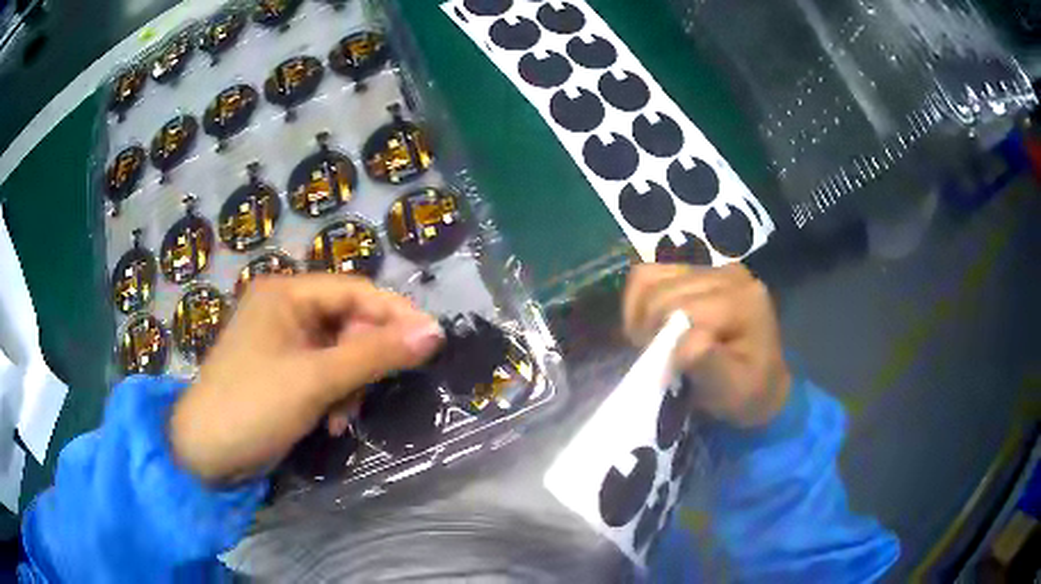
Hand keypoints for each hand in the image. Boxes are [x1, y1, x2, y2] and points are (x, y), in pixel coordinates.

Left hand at [169, 275, 444, 483]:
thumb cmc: (253, 405)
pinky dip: (333, 396)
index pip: (354, 291)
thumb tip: (434, 332)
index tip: (431, 341)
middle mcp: (284, 309)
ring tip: (341, 418)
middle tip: (373, 392)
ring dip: (349, 385)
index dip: (395, 314)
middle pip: (347, 322)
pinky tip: (329, 422)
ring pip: (339, 353)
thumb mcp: (316, 380)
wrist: (205, 454)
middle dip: (363, 361)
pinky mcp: (281, 370)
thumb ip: (375, 355)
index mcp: (286, 293)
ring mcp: (281, 341)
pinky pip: (323, 373)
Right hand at [623, 263, 790, 427]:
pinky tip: (649, 327)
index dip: (662, 341)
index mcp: (744, 300)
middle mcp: (728, 274)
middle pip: (662, 293)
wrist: (760, 382)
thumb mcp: (735, 392)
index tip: (667, 372)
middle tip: (660, 362)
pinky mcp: (692, 270)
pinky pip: (647, 275)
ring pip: (649, 280)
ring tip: (654, 344)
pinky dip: (637, 303)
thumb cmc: (747, 393)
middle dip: (651, 331)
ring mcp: (709, 268)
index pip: (682, 309)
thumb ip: (712, 367)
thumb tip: (688, 340)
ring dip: (641, 318)